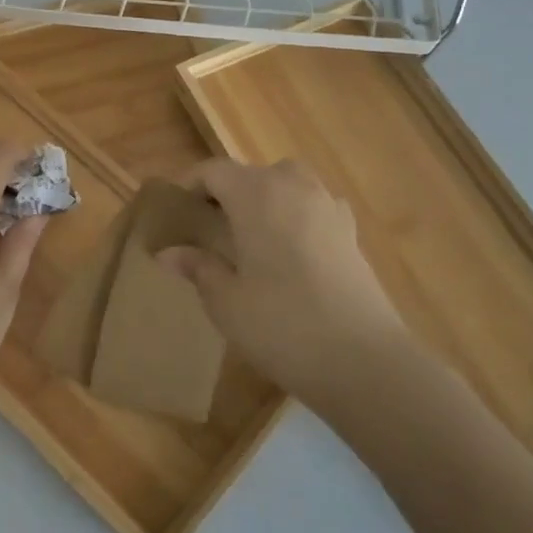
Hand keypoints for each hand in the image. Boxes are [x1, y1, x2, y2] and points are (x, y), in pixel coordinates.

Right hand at [158, 158, 406, 403]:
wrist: (363, 361)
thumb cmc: (280, 324)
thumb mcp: (225, 300)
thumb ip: (197, 267)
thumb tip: (168, 253)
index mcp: (255, 193)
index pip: (213, 171)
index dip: (190, 185)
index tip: (174, 211)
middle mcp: (293, 187)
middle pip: (252, 174)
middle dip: (227, 193)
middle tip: (209, 228)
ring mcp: (328, 207)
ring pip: (287, 185)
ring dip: (265, 200)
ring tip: (250, 237)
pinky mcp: (351, 233)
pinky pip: (314, 208)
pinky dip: (297, 217)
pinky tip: (290, 251)